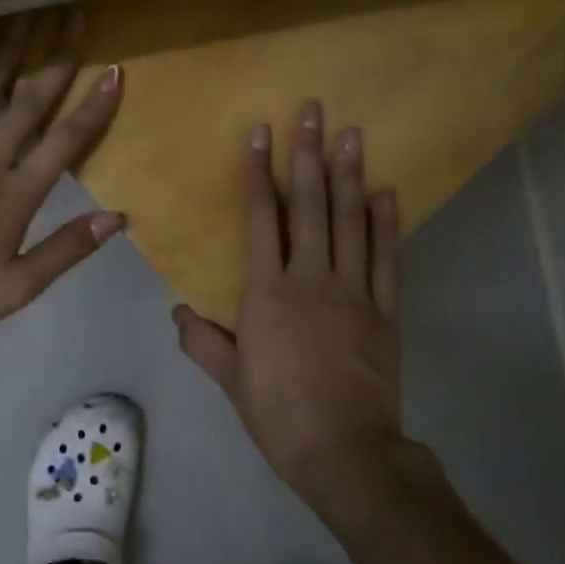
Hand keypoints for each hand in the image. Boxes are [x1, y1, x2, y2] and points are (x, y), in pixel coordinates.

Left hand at [0, 11, 123, 346]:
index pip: (64, 141)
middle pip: (28, 100)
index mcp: (16, 195)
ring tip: (26, 16)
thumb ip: (66, 249)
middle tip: (72, 16)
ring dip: (10, 50)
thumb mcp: (16, 288)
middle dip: (55, 57)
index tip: (114, 70)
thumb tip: (117, 218)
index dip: (92, 106)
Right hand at [173, 101, 403, 507]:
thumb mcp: (232, 381)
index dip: (257, 172)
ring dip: (349, 175)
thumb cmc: (280, 415)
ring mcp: (353, 291)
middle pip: (308, 205)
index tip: (260, 131)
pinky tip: (386, 192)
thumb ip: (203, 342)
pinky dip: (386, 223)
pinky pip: (387, 258)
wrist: (346, 452)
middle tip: (314, 110)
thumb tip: (177, 313)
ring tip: (352, 133)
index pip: (259, 218)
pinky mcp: (385, 310)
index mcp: (267, 292)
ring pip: (350, 221)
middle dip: (308, 154)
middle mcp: (310, 278)